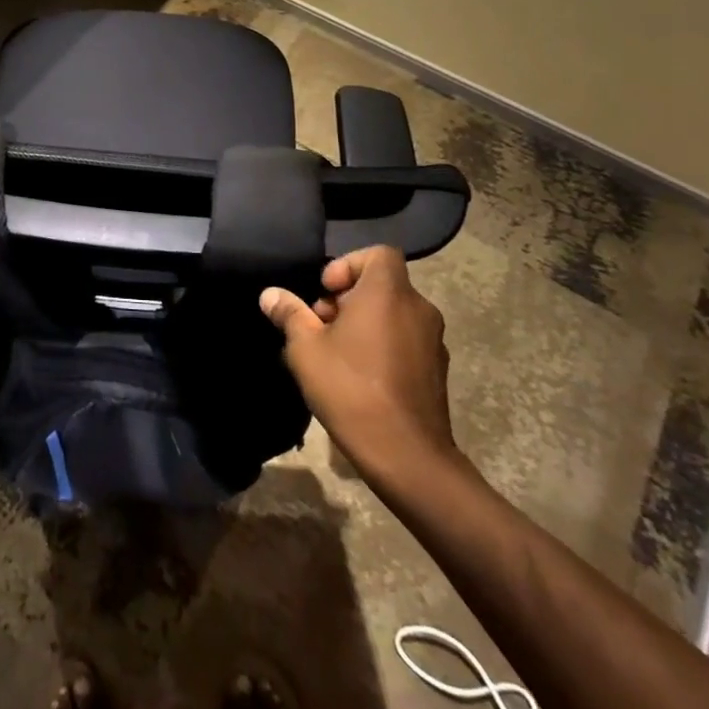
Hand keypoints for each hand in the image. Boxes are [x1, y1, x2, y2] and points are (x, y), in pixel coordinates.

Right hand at [259, 246, 463, 498]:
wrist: (406, 455)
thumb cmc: (351, 388)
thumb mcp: (305, 348)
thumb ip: (289, 314)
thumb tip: (270, 294)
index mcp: (389, 293)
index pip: (378, 253)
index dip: (348, 264)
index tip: (325, 292)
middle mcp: (418, 308)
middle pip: (382, 285)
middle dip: (348, 298)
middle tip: (320, 325)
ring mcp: (433, 341)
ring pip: (394, 314)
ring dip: (365, 323)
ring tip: (335, 353)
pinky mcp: (437, 370)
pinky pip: (406, 340)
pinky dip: (383, 345)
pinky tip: (359, 376)